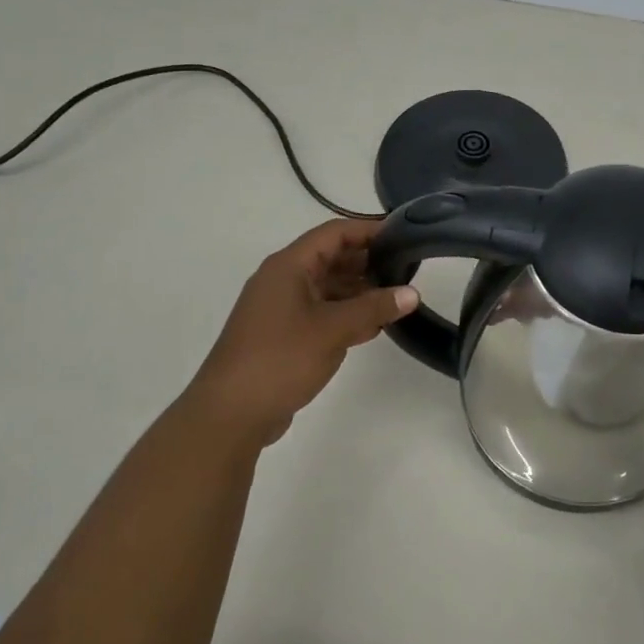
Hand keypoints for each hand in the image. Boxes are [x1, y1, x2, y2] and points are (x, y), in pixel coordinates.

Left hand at [185, 218, 418, 448]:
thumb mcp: (332, 329)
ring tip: (396, 298)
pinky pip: (320, 313)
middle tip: (407, 269)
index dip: (368, 230)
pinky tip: (372, 327)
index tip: (403, 236)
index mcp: (288, 266)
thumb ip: (373, 308)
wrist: (231, 412)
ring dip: (359, 291)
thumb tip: (412, 293)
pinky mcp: (283, 335)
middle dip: (367, 262)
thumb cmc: (280, 359)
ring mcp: (281, 309)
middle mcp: (283, 280)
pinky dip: (345, 314)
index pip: (334, 233)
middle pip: (330, 258)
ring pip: (327, 288)